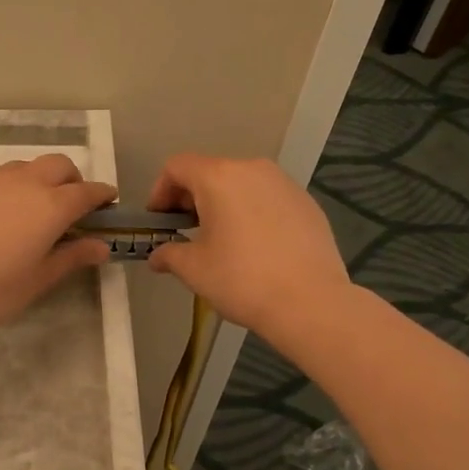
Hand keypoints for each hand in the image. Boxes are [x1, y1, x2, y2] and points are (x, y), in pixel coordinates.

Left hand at [0, 154, 116, 335]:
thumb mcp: (36, 281)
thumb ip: (71, 258)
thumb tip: (101, 246)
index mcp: (50, 206)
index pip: (87, 191)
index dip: (101, 195)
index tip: (107, 202)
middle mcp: (23, 181)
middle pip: (58, 165)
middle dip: (71, 179)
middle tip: (68, 204)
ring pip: (22, 168)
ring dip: (34, 181)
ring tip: (25, 210)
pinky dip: (0, 188)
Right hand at [146, 154, 352, 335]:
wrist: (310, 302)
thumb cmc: (242, 280)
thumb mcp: (194, 269)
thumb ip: (169, 254)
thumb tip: (158, 256)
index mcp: (219, 177)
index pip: (177, 167)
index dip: (160, 191)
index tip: (160, 222)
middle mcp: (252, 169)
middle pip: (210, 172)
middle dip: (191, 198)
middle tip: (185, 232)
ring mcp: (284, 183)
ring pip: (241, 184)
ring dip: (223, 204)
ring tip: (221, 239)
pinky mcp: (306, 202)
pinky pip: (267, 198)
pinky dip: (252, 212)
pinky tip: (255, 246)